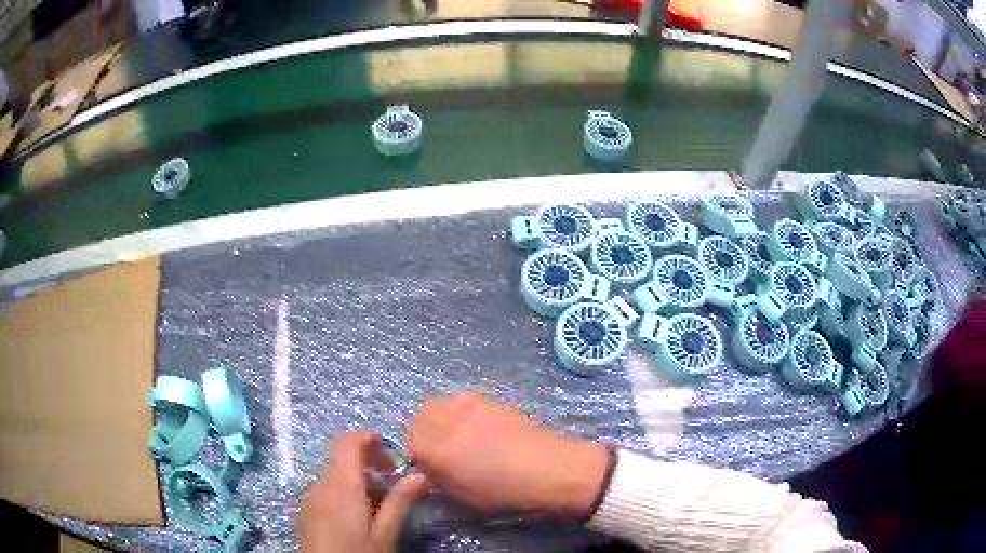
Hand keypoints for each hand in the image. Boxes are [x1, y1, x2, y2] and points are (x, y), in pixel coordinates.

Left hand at [298, 431, 430, 552]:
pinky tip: (357, 517)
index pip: (348, 442)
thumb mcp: (385, 534)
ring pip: (334, 474)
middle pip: (341, 457)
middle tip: (393, 482)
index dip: (369, 438)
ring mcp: (309, 497)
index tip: (393, 454)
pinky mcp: (305, 511)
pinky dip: (343, 491)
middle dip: (369, 462)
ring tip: (379, 505)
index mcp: (341, 485)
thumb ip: (400, 502)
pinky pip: (325, 490)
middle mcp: (320, 484)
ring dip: (357, 479)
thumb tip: (420, 475)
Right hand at [405, 393, 609, 517]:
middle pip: (421, 416)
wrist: (550, 468)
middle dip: (424, 432)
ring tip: (458, 438)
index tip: (428, 466)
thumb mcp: (461, 495)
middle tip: (440, 451)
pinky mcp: (490, 398)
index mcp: (436, 447)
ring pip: (441, 404)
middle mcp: (447, 418)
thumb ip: (437, 477)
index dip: (416, 455)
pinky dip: (460, 413)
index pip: (409, 441)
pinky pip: (463, 401)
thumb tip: (428, 467)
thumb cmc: (503, 491)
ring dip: (441, 419)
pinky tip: (479, 429)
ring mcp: (470, 403)